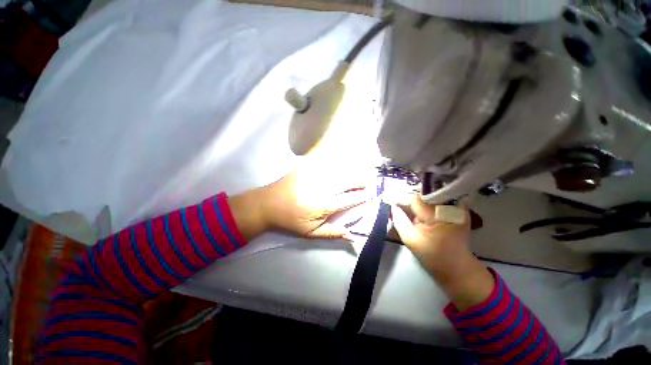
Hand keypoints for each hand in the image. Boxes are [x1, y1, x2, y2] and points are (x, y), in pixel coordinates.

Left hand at [230, 168, 372, 240]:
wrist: (268, 203)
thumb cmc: (290, 220)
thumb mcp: (311, 232)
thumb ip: (332, 233)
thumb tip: (352, 235)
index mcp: (324, 205)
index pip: (349, 199)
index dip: (362, 197)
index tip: (371, 194)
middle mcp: (322, 187)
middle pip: (347, 181)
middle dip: (360, 180)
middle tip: (368, 181)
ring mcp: (314, 175)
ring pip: (339, 170)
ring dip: (351, 171)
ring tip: (359, 172)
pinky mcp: (306, 167)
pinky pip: (326, 162)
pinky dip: (336, 163)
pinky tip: (341, 164)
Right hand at [391, 196, 493, 309]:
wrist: (457, 268)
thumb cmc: (433, 255)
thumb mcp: (410, 239)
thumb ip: (399, 220)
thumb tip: (392, 206)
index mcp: (437, 215)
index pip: (415, 199)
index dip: (402, 201)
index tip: (393, 205)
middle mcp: (450, 207)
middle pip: (424, 196)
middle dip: (411, 202)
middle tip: (401, 209)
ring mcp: (457, 209)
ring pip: (431, 198)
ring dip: (420, 203)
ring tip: (412, 213)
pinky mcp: (459, 212)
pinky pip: (440, 202)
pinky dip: (429, 206)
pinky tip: (424, 215)